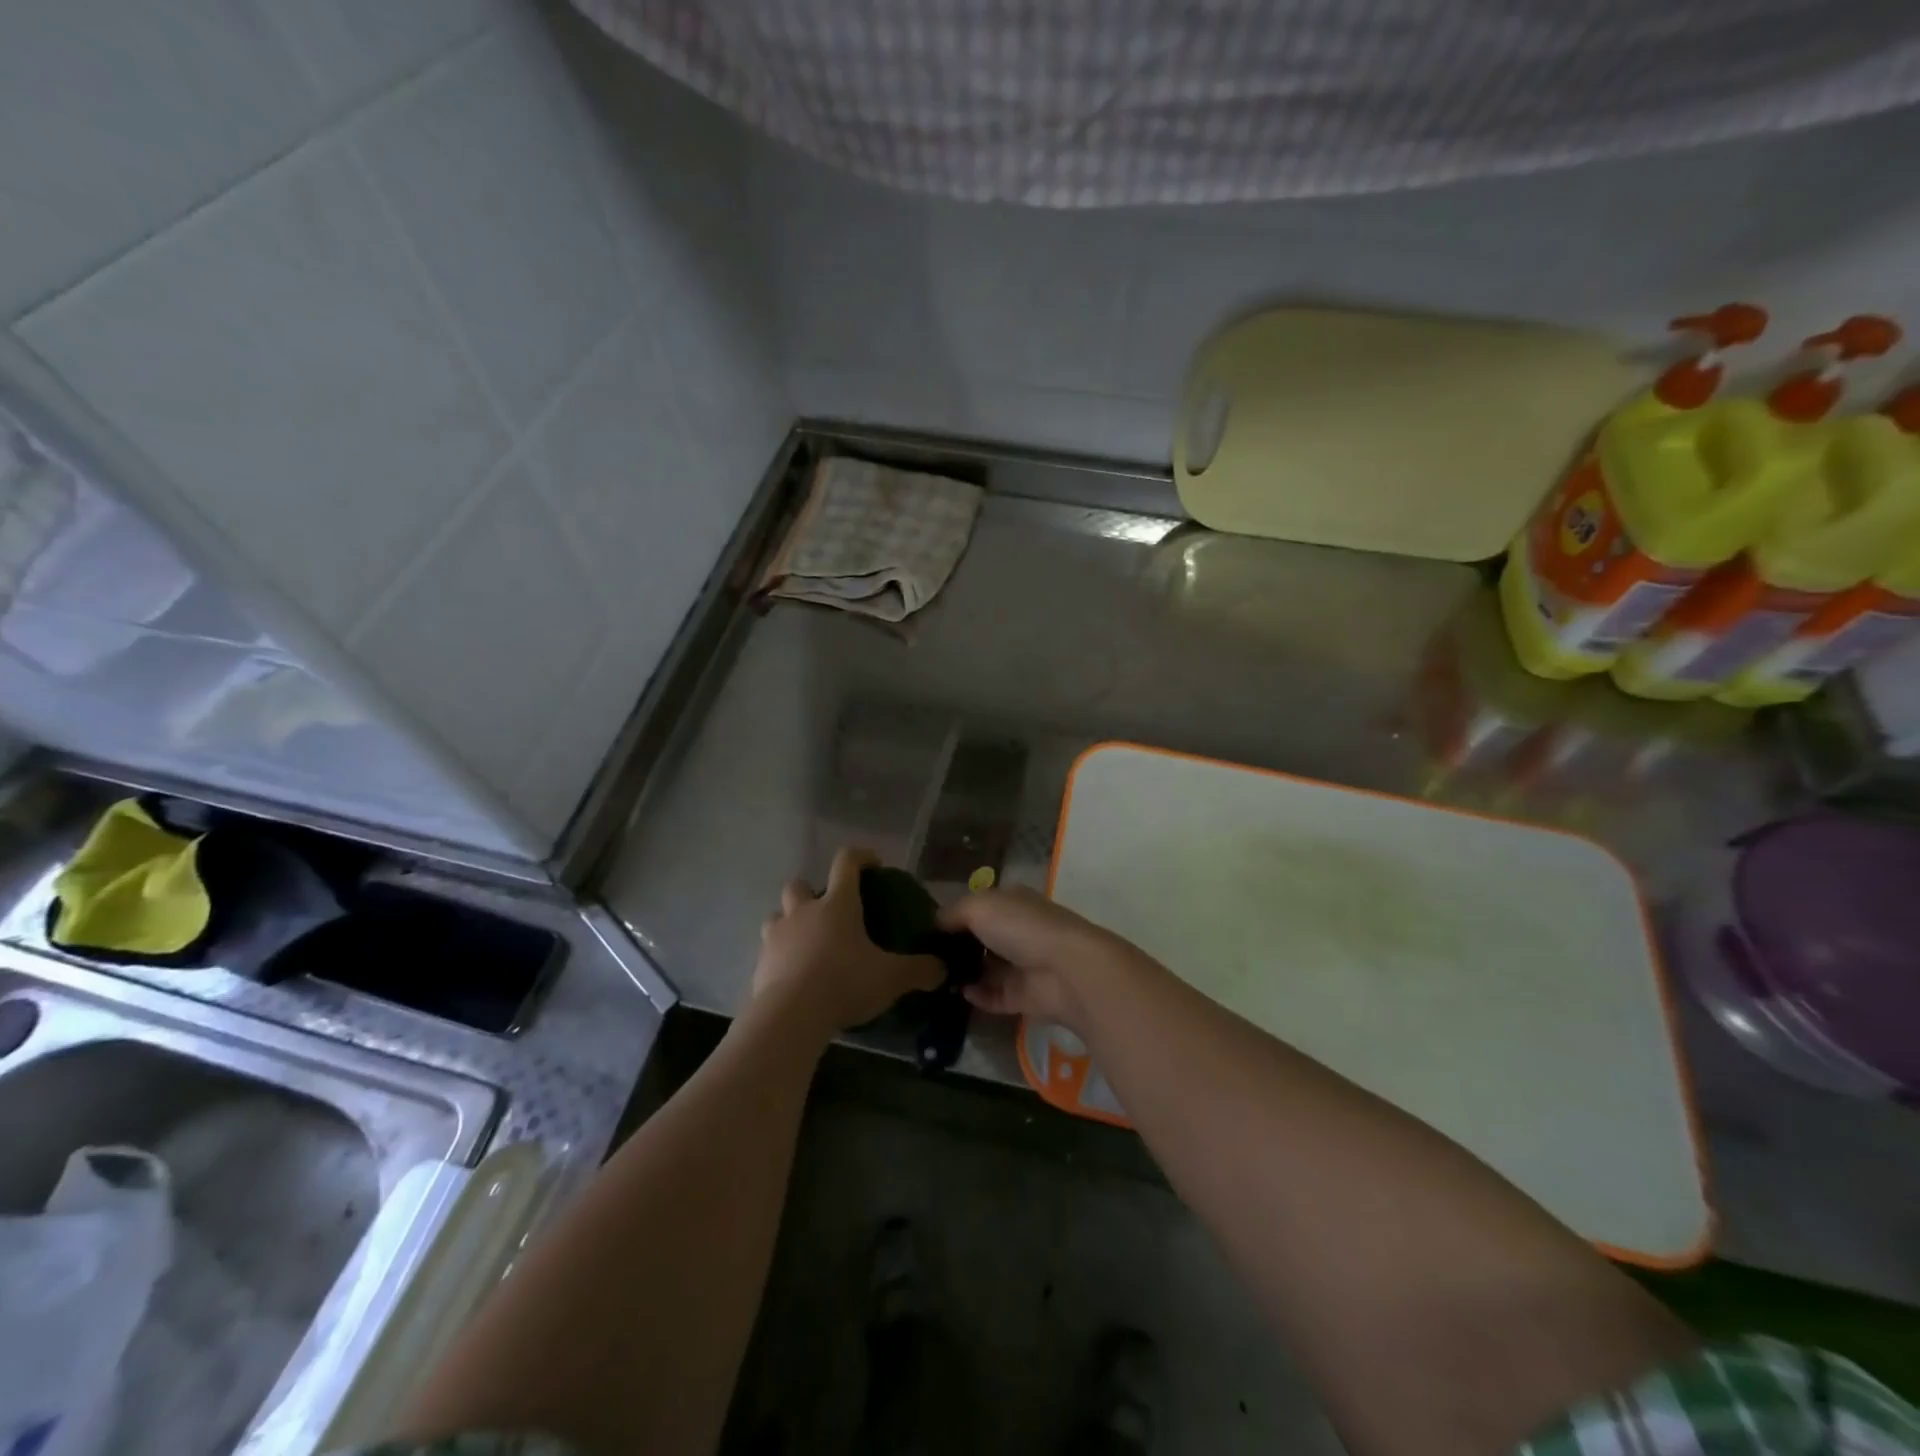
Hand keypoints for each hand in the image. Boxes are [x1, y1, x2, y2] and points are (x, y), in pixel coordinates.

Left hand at [751, 847, 943, 1039]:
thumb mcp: (891, 978)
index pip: (847, 862)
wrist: (791, 1016)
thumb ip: (919, 970)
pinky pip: (769, 950)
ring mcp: (777, 936)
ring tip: (807, 943)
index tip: (873, 864)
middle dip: (811, 892)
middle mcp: (804, 911)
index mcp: (837, 904)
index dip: (861, 856)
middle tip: (829, 912)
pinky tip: (796, 976)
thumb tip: (942, 969)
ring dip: (790, 923)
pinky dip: (781, 957)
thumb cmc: (845, 982)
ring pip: (777, 915)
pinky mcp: (760, 963)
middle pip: (799, 884)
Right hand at [937, 886, 1128, 1031]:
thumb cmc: (1022, 927)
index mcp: (1011, 902)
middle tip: (923, 959)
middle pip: (982, 938)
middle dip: (956, 947)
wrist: (1066, 971)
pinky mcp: (1025, 996)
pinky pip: (995, 996)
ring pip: (988, 969)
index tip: (925, 930)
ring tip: (932, 979)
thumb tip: (935, 922)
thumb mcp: (979, 907)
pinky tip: (958, 995)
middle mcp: (1018, 930)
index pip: (979, 906)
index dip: (954, 916)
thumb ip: (953, 913)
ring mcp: (1023, 964)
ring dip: (964, 973)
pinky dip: (978, 996)